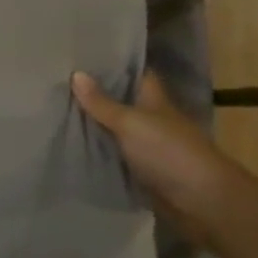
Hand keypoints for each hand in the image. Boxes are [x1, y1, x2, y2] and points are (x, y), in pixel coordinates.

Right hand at [70, 69, 257, 253]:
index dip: (113, 64)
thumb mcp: (131, 123)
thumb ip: (102, 103)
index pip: (135, 74)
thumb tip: (75, 73)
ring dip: (93, 125)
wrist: (203, 202)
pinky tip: (71, 147)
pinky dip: (97, 153)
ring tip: (55, 110)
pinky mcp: (143, 173)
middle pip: (121, 102)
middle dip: (95, 95)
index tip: (83, 55)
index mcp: (155, 100)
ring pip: (115, 131)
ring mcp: (148, 148)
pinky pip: (115, 157)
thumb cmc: (169, 152)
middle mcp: (152, 120)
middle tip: (57, 82)